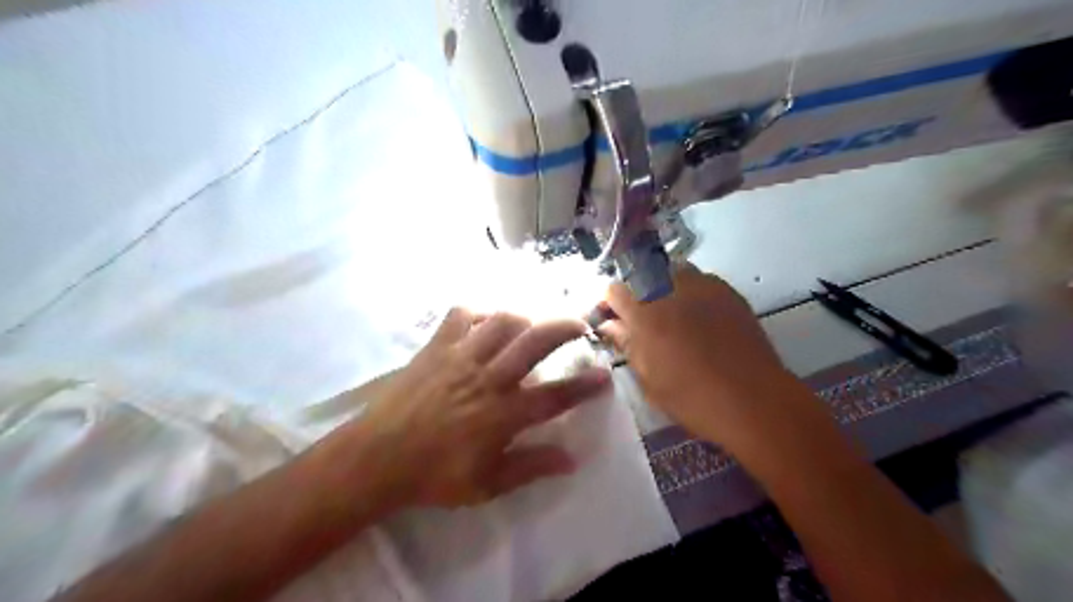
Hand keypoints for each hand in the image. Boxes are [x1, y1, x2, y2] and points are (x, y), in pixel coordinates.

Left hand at [333, 308, 611, 509]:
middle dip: (563, 328)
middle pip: (534, 342)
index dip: (584, 385)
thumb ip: (530, 468)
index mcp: (502, 414)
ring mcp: (460, 357)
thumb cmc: (433, 475)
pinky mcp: (436, 347)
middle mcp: (488, 378)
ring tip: (532, 324)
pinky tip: (485, 321)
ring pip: (502, 322)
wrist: (376, 458)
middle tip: (579, 325)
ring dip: (525, 318)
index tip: (604, 374)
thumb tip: (571, 460)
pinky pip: (460, 316)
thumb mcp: (486, 484)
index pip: (554, 396)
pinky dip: (478, 313)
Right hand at [602, 264, 805, 445]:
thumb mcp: (647, 377)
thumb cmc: (690, 396)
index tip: (614, 320)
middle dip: (638, 292)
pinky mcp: (729, 292)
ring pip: (674, 272)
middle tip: (645, 319)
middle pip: (644, 274)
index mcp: (644, 313)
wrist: (751, 399)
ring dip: (666, 287)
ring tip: (675, 315)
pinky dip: (694, 293)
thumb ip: (626, 343)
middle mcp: (670, 289)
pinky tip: (702, 318)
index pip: (615, 290)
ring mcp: (703, 286)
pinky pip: (702, 281)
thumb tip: (609, 324)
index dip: (611, 304)